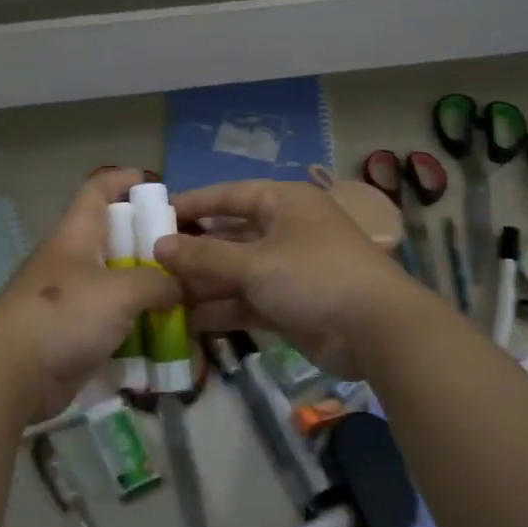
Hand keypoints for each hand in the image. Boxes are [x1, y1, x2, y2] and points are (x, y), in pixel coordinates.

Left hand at [0, 168, 178, 421]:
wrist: (12, 375)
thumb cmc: (64, 315)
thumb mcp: (121, 292)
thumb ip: (158, 283)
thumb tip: (182, 285)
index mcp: (76, 236)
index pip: (96, 191)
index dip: (122, 180)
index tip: (154, 182)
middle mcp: (74, 262)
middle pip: (115, 240)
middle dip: (149, 243)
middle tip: (188, 252)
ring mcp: (72, 300)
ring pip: (118, 284)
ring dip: (148, 289)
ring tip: (188, 295)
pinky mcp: (74, 335)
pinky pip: (114, 322)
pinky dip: (138, 325)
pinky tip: (167, 333)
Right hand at [153, 179, 420, 375]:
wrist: (377, 331)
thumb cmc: (314, 276)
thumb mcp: (255, 263)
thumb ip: (204, 255)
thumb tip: (159, 246)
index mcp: (283, 202)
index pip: (228, 195)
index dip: (191, 204)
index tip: (153, 216)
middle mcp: (285, 230)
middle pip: (229, 235)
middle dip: (193, 251)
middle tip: (150, 263)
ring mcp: (289, 269)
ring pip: (236, 271)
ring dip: (203, 284)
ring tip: (160, 296)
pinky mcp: (290, 304)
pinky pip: (247, 300)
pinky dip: (222, 309)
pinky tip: (187, 320)